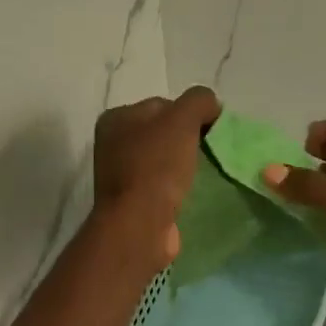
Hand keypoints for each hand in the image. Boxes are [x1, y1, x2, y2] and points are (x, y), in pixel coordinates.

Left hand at [93, 86, 220, 268]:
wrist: (140, 225)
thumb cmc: (157, 167)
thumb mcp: (182, 119)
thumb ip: (199, 101)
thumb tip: (212, 106)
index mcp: (117, 118)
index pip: (163, 105)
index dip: (190, 114)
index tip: (211, 131)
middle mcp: (113, 144)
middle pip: (163, 133)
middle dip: (188, 140)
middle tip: (210, 152)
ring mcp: (122, 175)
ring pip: (163, 160)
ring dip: (184, 165)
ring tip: (204, 173)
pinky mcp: (134, 202)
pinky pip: (163, 185)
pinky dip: (178, 187)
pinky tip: (191, 192)